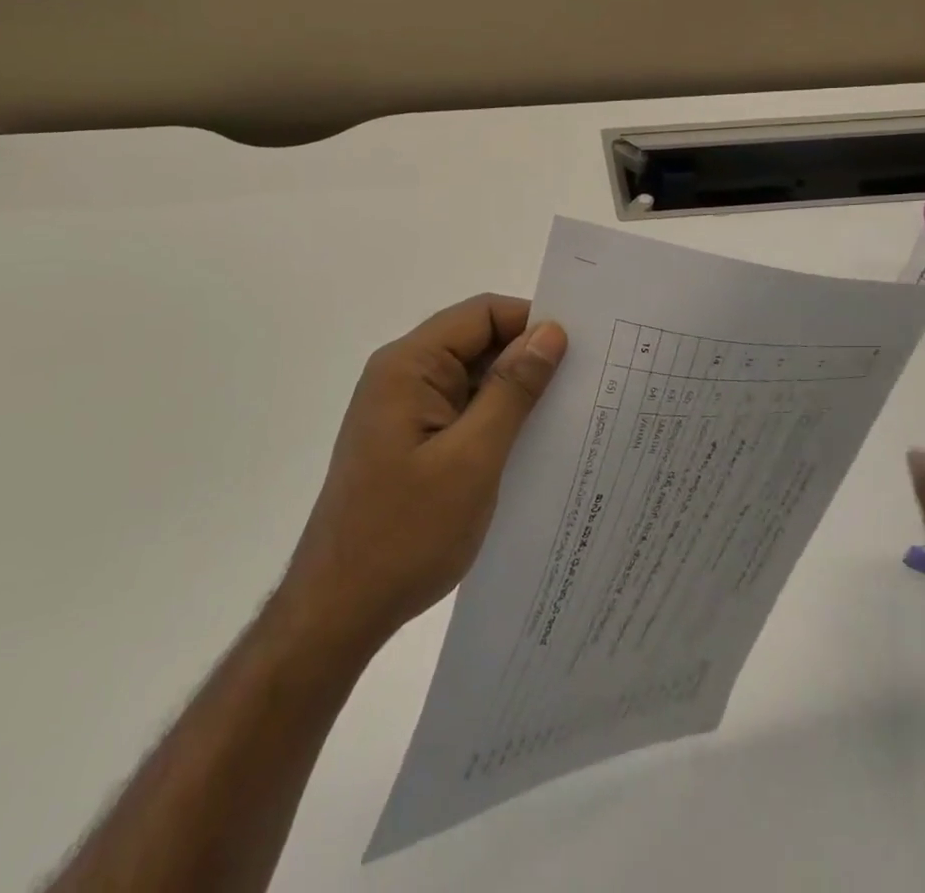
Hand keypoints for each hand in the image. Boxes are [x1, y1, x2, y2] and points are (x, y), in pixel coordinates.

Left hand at [280, 295, 566, 655]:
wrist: (338, 610)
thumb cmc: (405, 533)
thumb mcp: (473, 459)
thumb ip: (512, 390)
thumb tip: (551, 331)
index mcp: (409, 365)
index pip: (482, 314)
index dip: (531, 322)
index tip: (581, 350)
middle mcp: (402, 375)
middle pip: (476, 341)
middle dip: (527, 358)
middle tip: (586, 384)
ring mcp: (403, 408)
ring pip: (471, 377)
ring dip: (513, 392)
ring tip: (568, 414)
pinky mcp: (408, 438)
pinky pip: (460, 409)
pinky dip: (494, 418)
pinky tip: (529, 443)